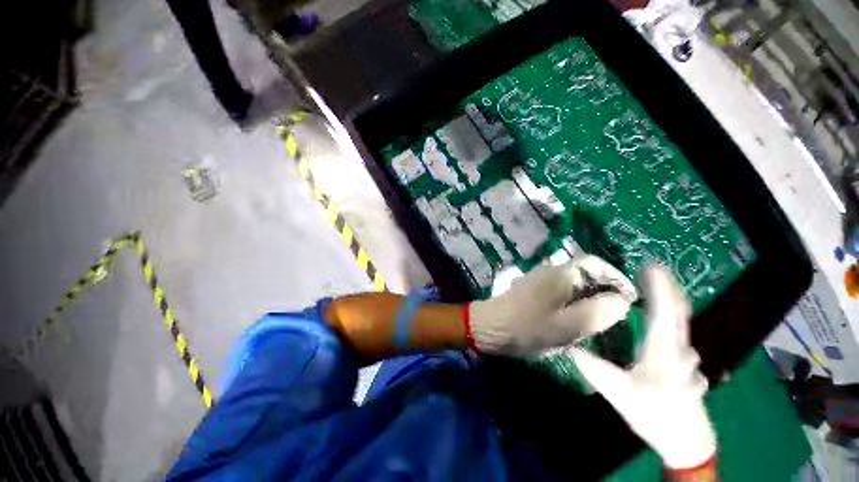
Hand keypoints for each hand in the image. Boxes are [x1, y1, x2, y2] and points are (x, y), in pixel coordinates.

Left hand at [469, 255, 636, 356]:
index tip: (630, 297)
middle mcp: (550, 271)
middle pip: (585, 274)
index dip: (616, 277)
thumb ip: (598, 312)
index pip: (595, 263)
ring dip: (588, 299)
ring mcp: (538, 280)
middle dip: (603, 291)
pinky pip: (559, 292)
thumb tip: (621, 300)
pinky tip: (573, 321)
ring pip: (573, 285)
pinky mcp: (532, 290)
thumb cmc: (528, 327)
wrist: (490, 327)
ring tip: (598, 321)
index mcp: (560, 274)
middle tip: (615, 314)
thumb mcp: (568, 325)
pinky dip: (572, 303)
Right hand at [569, 266, 716, 470]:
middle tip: (651, 269)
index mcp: (663, 350)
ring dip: (669, 299)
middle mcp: (679, 348)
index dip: (659, 286)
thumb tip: (567, 345)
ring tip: (653, 286)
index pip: (666, 311)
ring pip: (681, 321)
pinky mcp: (686, 363)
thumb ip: (593, 368)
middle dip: (667, 286)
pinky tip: (660, 317)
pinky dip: (671, 315)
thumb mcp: (618, 393)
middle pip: (679, 310)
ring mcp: (686, 356)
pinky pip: (679, 330)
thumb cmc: (655, 416)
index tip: (649, 266)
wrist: (688, 443)